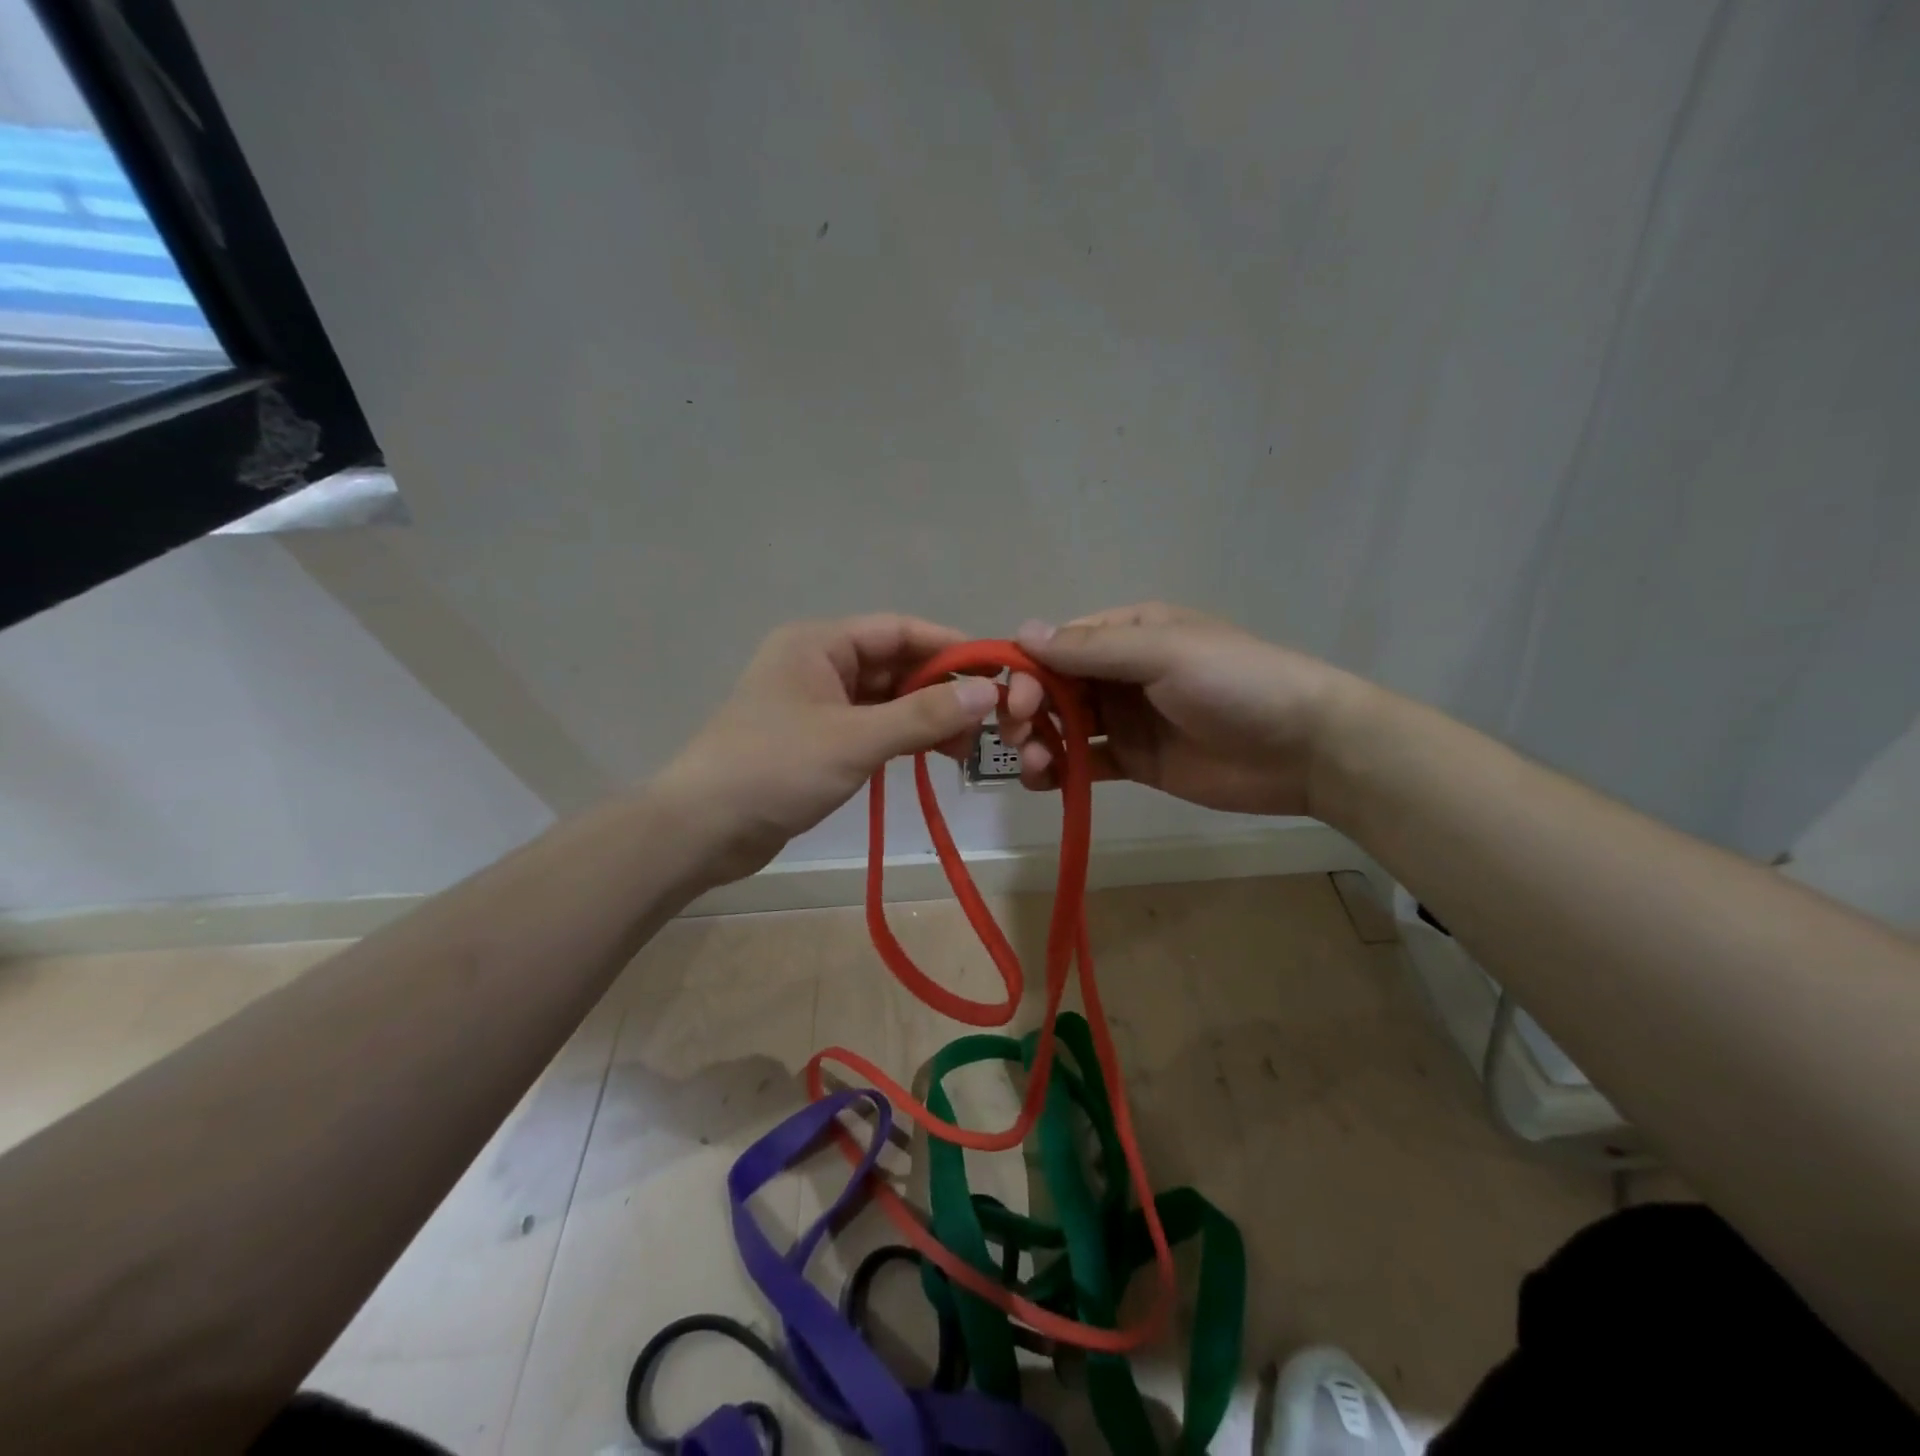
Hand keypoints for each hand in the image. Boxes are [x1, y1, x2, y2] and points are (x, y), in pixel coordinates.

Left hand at [656, 615, 998, 884]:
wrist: (703, 830)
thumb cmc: (776, 769)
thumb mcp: (855, 739)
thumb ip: (923, 716)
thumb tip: (989, 693)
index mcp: (819, 644)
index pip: (899, 631)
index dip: (949, 647)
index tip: (997, 669)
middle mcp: (818, 664)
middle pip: (895, 665)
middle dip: (942, 689)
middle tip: (990, 718)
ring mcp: (816, 704)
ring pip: (886, 700)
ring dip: (926, 717)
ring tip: (968, 745)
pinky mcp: (816, 740)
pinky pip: (871, 727)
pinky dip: (902, 738)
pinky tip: (934, 755)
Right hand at [999, 603, 1356, 817]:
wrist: (1305, 748)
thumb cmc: (1236, 683)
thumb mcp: (1165, 652)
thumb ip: (1094, 648)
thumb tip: (1022, 632)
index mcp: (1129, 633)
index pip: (1060, 645)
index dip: (1029, 670)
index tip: (1015, 701)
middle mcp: (1122, 673)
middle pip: (1056, 687)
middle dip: (1029, 709)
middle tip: (1018, 735)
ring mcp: (1128, 719)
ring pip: (1065, 726)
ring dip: (1039, 742)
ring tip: (1033, 765)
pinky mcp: (1136, 761)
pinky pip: (1085, 763)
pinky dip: (1059, 771)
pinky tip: (1044, 782)